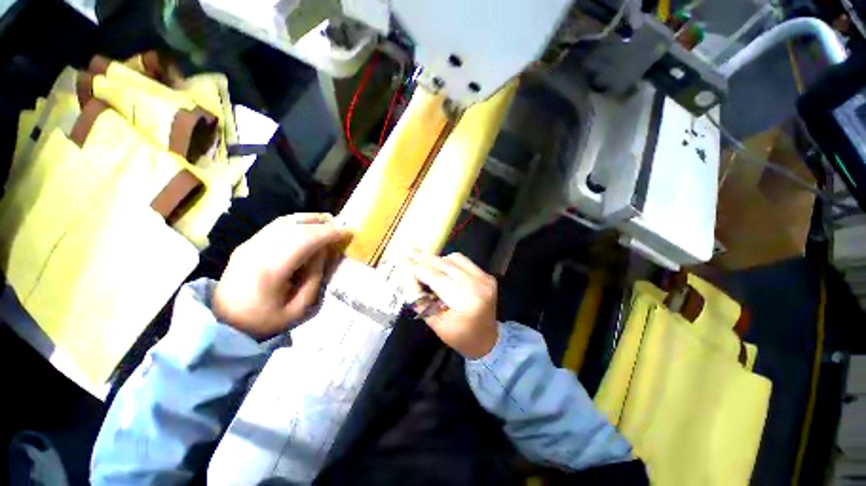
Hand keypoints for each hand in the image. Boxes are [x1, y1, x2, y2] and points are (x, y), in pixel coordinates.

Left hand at [213, 213, 350, 339]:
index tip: (347, 232)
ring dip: (307, 219)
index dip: (328, 233)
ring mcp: (248, 246)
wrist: (223, 325)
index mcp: (270, 270)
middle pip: (293, 225)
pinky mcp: (245, 245)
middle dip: (320, 223)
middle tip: (339, 225)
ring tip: (326, 223)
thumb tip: (323, 250)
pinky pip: (274, 227)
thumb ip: (314, 276)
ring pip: (282, 222)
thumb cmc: (265, 321)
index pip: (304, 240)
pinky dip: (295, 224)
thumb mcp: (299, 308)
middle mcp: (256, 251)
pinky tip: (306, 229)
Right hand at [406, 251, 498, 358]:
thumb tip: (408, 278)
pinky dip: (449, 262)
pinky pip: (463, 261)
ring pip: (454, 258)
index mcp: (466, 301)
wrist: (488, 340)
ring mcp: (485, 278)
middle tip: (408, 257)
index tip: (402, 265)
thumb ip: (420, 300)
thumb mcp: (435, 324)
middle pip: (444, 264)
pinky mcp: (487, 275)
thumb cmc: (459, 337)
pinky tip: (442, 270)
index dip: (417, 270)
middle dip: (424, 261)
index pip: (436, 278)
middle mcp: (478, 285)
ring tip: (426, 268)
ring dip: (437, 261)